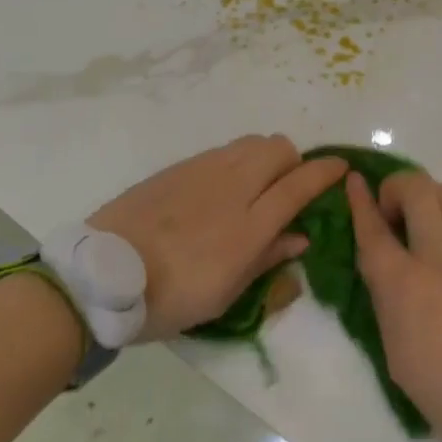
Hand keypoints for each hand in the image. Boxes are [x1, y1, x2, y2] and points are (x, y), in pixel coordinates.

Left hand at [90, 135, 345, 341]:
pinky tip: (220, 189)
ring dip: (265, 157)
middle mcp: (232, 187)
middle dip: (294, 162)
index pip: (300, 184)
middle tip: (287, 188)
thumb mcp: (225, 294)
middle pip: (279, 149)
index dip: (326, 172)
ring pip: (251, 142)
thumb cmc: (169, 299)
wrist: (100, 277)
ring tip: (255, 185)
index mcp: (249, 226)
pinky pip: (222, 151)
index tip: (341, 167)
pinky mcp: (178, 168)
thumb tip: (300, 237)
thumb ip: (267, 259)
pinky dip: (236, 161)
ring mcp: (203, 171)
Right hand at [346, 171, 441, 441]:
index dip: (359, 201)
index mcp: (403, 284)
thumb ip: (387, 300)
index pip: (372, 228)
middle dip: (397, 188)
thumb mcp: (396, 353)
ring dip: (434, 199)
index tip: (355, 182)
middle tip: (397, 210)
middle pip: (414, 189)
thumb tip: (386, 267)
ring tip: (435, 220)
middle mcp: (439, 253)